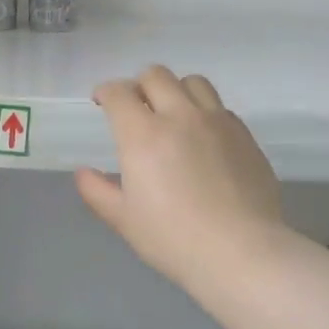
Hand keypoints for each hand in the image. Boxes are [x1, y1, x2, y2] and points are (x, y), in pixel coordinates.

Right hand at [75, 66, 283, 292]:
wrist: (242, 253)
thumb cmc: (173, 239)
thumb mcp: (124, 220)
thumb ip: (97, 191)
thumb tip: (83, 172)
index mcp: (143, 134)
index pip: (119, 93)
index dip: (105, 92)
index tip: (101, 103)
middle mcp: (180, 116)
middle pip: (156, 75)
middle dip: (138, 85)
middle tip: (134, 108)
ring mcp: (217, 122)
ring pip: (193, 82)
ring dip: (175, 90)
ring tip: (172, 114)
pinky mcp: (245, 135)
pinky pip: (220, 107)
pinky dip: (204, 112)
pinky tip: (203, 138)